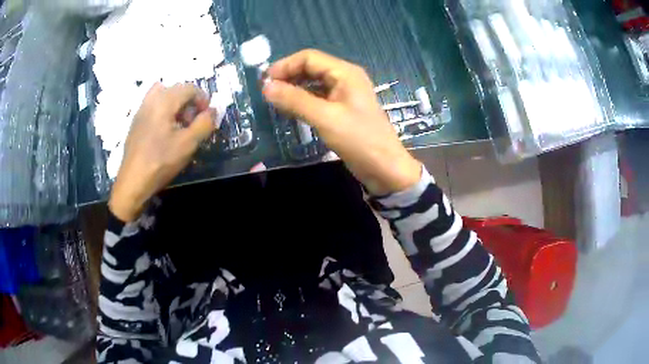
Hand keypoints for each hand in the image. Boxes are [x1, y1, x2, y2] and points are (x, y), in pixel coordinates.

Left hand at [109, 83, 217, 221]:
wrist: (133, 181)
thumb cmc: (160, 161)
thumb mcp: (188, 144)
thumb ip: (204, 123)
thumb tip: (213, 111)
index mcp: (164, 101)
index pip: (189, 88)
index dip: (202, 99)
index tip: (207, 117)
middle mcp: (151, 100)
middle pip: (176, 89)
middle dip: (189, 102)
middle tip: (193, 123)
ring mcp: (141, 110)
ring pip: (163, 96)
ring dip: (175, 105)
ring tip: (179, 125)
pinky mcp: (136, 123)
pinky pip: (153, 106)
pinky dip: (163, 112)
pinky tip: (165, 133)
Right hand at [263, 50, 421, 194]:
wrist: (385, 168)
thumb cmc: (359, 140)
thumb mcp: (325, 118)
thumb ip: (295, 100)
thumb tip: (266, 87)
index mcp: (345, 73)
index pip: (309, 58)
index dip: (285, 65)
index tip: (264, 81)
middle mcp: (345, 78)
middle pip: (311, 68)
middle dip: (288, 76)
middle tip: (267, 91)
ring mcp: (345, 94)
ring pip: (314, 83)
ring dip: (294, 88)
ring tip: (275, 100)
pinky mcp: (343, 109)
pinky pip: (319, 97)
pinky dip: (303, 100)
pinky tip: (291, 109)